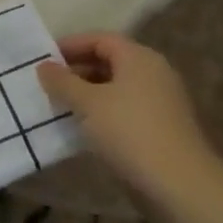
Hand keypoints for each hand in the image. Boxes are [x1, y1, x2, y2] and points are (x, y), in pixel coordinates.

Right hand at [37, 32, 222, 205]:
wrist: (179, 183)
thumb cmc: (129, 131)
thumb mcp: (87, 103)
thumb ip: (62, 81)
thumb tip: (44, 66)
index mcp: (138, 57)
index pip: (99, 39)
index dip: (70, 45)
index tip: (43, 60)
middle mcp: (154, 72)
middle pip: (109, 60)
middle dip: (76, 70)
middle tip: (48, 84)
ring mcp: (161, 100)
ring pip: (116, 86)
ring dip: (88, 93)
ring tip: (60, 106)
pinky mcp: (162, 126)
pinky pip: (125, 108)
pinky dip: (103, 111)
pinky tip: (84, 128)